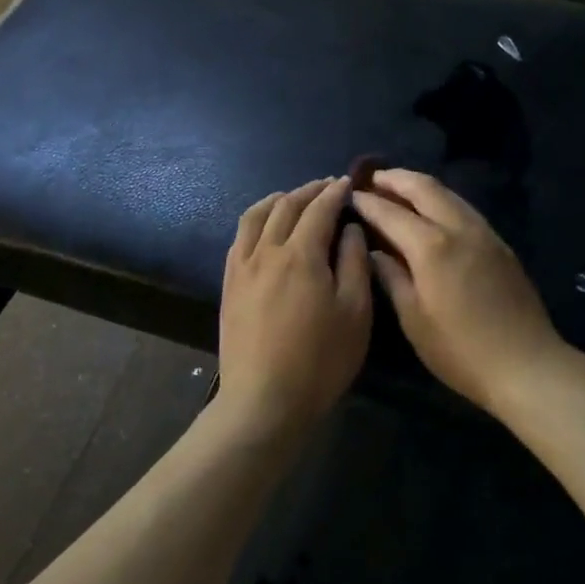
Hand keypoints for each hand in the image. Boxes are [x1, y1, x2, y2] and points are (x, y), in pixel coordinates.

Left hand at [218, 178, 372, 431]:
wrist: (264, 400)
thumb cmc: (320, 360)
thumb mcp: (355, 312)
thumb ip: (354, 263)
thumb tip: (350, 229)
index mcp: (301, 254)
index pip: (319, 209)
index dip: (335, 192)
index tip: (348, 183)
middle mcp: (267, 251)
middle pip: (286, 206)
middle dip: (308, 191)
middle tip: (327, 186)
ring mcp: (242, 267)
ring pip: (255, 217)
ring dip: (278, 200)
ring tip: (293, 197)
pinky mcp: (229, 285)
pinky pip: (239, 238)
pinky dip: (255, 221)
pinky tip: (263, 228)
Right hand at [351, 169, 568, 415]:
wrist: (525, 364)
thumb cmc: (460, 350)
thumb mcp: (414, 319)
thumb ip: (392, 278)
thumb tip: (375, 251)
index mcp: (432, 247)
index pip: (391, 213)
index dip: (368, 202)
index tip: (351, 195)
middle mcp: (459, 228)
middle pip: (425, 188)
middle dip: (396, 179)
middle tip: (373, 178)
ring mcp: (485, 233)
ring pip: (449, 194)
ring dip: (421, 186)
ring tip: (399, 189)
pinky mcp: (500, 244)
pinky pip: (465, 209)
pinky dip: (443, 201)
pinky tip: (432, 213)